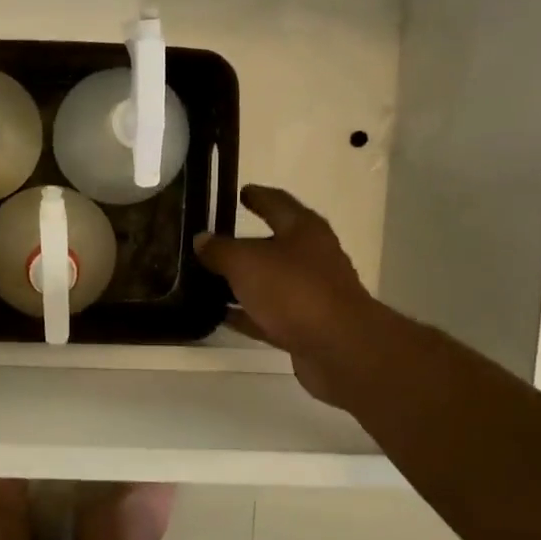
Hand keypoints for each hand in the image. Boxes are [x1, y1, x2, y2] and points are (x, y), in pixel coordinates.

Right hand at [195, 185, 374, 405]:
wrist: (338, 347)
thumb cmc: (294, 290)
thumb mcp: (246, 262)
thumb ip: (220, 250)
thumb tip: (202, 239)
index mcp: (303, 230)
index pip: (277, 203)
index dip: (258, 196)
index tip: (241, 192)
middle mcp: (311, 257)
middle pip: (274, 244)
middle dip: (245, 243)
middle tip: (212, 241)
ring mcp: (310, 293)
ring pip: (269, 281)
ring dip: (243, 281)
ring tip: (208, 280)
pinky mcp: (305, 326)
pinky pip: (268, 313)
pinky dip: (246, 313)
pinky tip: (221, 315)